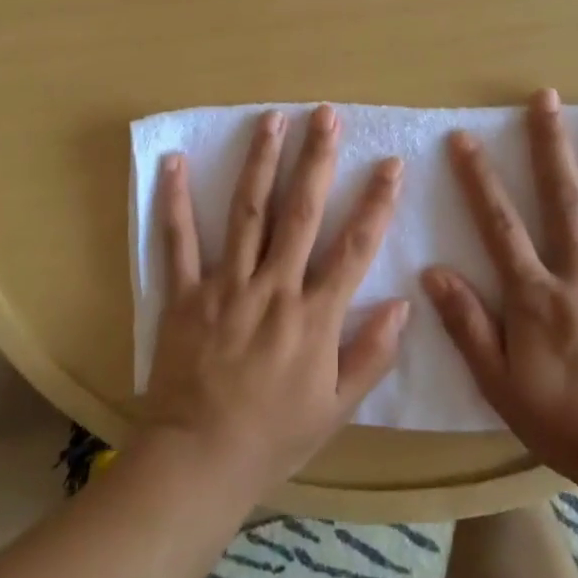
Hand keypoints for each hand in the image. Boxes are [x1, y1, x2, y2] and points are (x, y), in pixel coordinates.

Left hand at [137, 105, 409, 500]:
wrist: (199, 462)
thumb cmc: (274, 436)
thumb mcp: (336, 408)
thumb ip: (372, 355)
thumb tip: (402, 303)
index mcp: (314, 317)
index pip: (354, 247)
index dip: (376, 203)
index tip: (391, 163)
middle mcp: (274, 288)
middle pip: (300, 212)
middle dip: (316, 159)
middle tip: (326, 115)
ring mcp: (226, 286)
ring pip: (248, 212)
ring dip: (260, 162)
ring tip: (272, 119)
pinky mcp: (185, 294)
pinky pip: (179, 241)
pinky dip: (176, 200)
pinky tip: (175, 161)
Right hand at [423, 89, 577, 487]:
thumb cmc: (568, 424)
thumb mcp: (500, 384)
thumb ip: (467, 326)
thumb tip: (433, 272)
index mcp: (538, 293)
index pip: (499, 224)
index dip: (478, 178)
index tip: (464, 137)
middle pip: (565, 197)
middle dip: (551, 144)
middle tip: (546, 96)